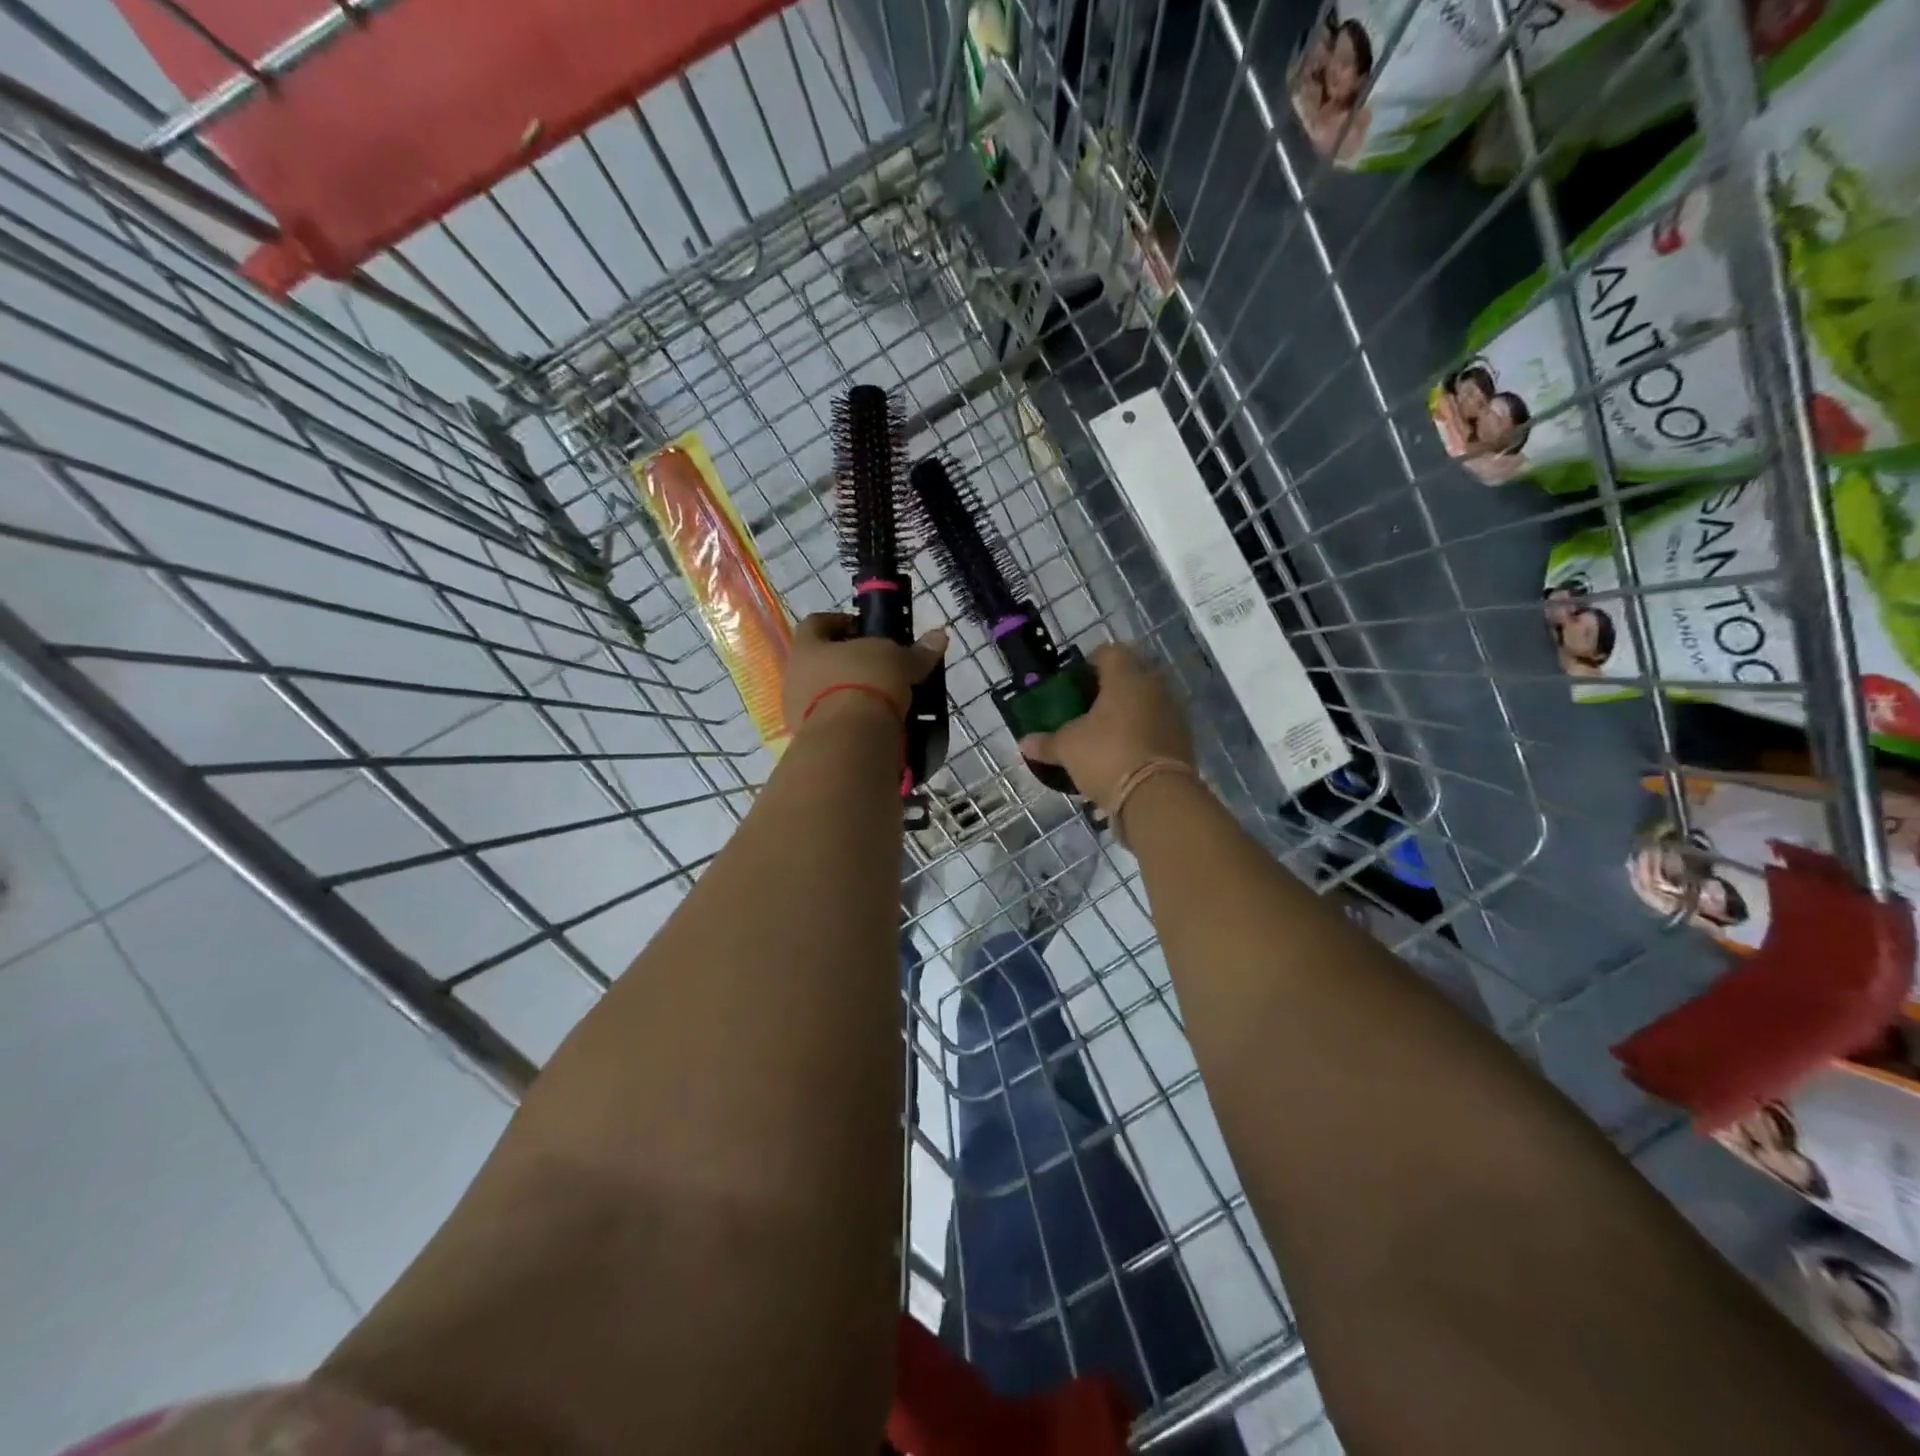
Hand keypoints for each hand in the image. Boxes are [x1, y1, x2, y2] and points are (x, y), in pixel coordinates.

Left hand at [782, 611, 946, 729]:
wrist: (850, 739)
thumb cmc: (865, 682)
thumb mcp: (898, 661)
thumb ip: (917, 651)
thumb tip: (940, 637)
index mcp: (806, 648)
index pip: (816, 624)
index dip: (839, 622)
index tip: (864, 628)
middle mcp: (794, 678)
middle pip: (819, 663)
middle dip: (847, 663)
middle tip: (877, 666)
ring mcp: (798, 713)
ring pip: (824, 696)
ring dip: (848, 696)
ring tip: (881, 701)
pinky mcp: (812, 742)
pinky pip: (833, 725)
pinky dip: (851, 723)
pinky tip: (875, 726)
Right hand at [1019, 642, 1193, 811]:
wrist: (1157, 796)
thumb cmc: (1107, 756)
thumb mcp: (1067, 748)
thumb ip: (1046, 742)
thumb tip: (1024, 742)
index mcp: (1126, 677)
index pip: (1109, 652)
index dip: (1090, 663)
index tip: (1075, 683)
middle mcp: (1154, 687)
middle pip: (1130, 676)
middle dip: (1110, 690)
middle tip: (1087, 709)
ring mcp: (1173, 713)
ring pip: (1146, 702)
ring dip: (1128, 713)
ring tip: (1104, 735)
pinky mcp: (1183, 740)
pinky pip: (1157, 727)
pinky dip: (1141, 734)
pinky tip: (1123, 754)